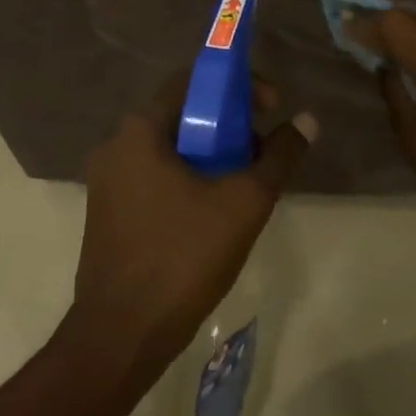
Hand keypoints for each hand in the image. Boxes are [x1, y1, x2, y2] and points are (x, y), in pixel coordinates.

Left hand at [71, 74, 315, 378]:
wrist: (122, 335)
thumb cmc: (183, 257)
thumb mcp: (244, 202)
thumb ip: (279, 156)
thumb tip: (308, 121)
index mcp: (140, 131)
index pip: (193, 80)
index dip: (237, 84)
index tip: (270, 107)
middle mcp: (116, 146)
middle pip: (183, 114)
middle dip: (229, 124)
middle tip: (263, 149)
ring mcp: (107, 182)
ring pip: (170, 148)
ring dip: (212, 153)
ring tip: (246, 181)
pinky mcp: (108, 213)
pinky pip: (155, 176)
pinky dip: (189, 177)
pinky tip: (215, 209)